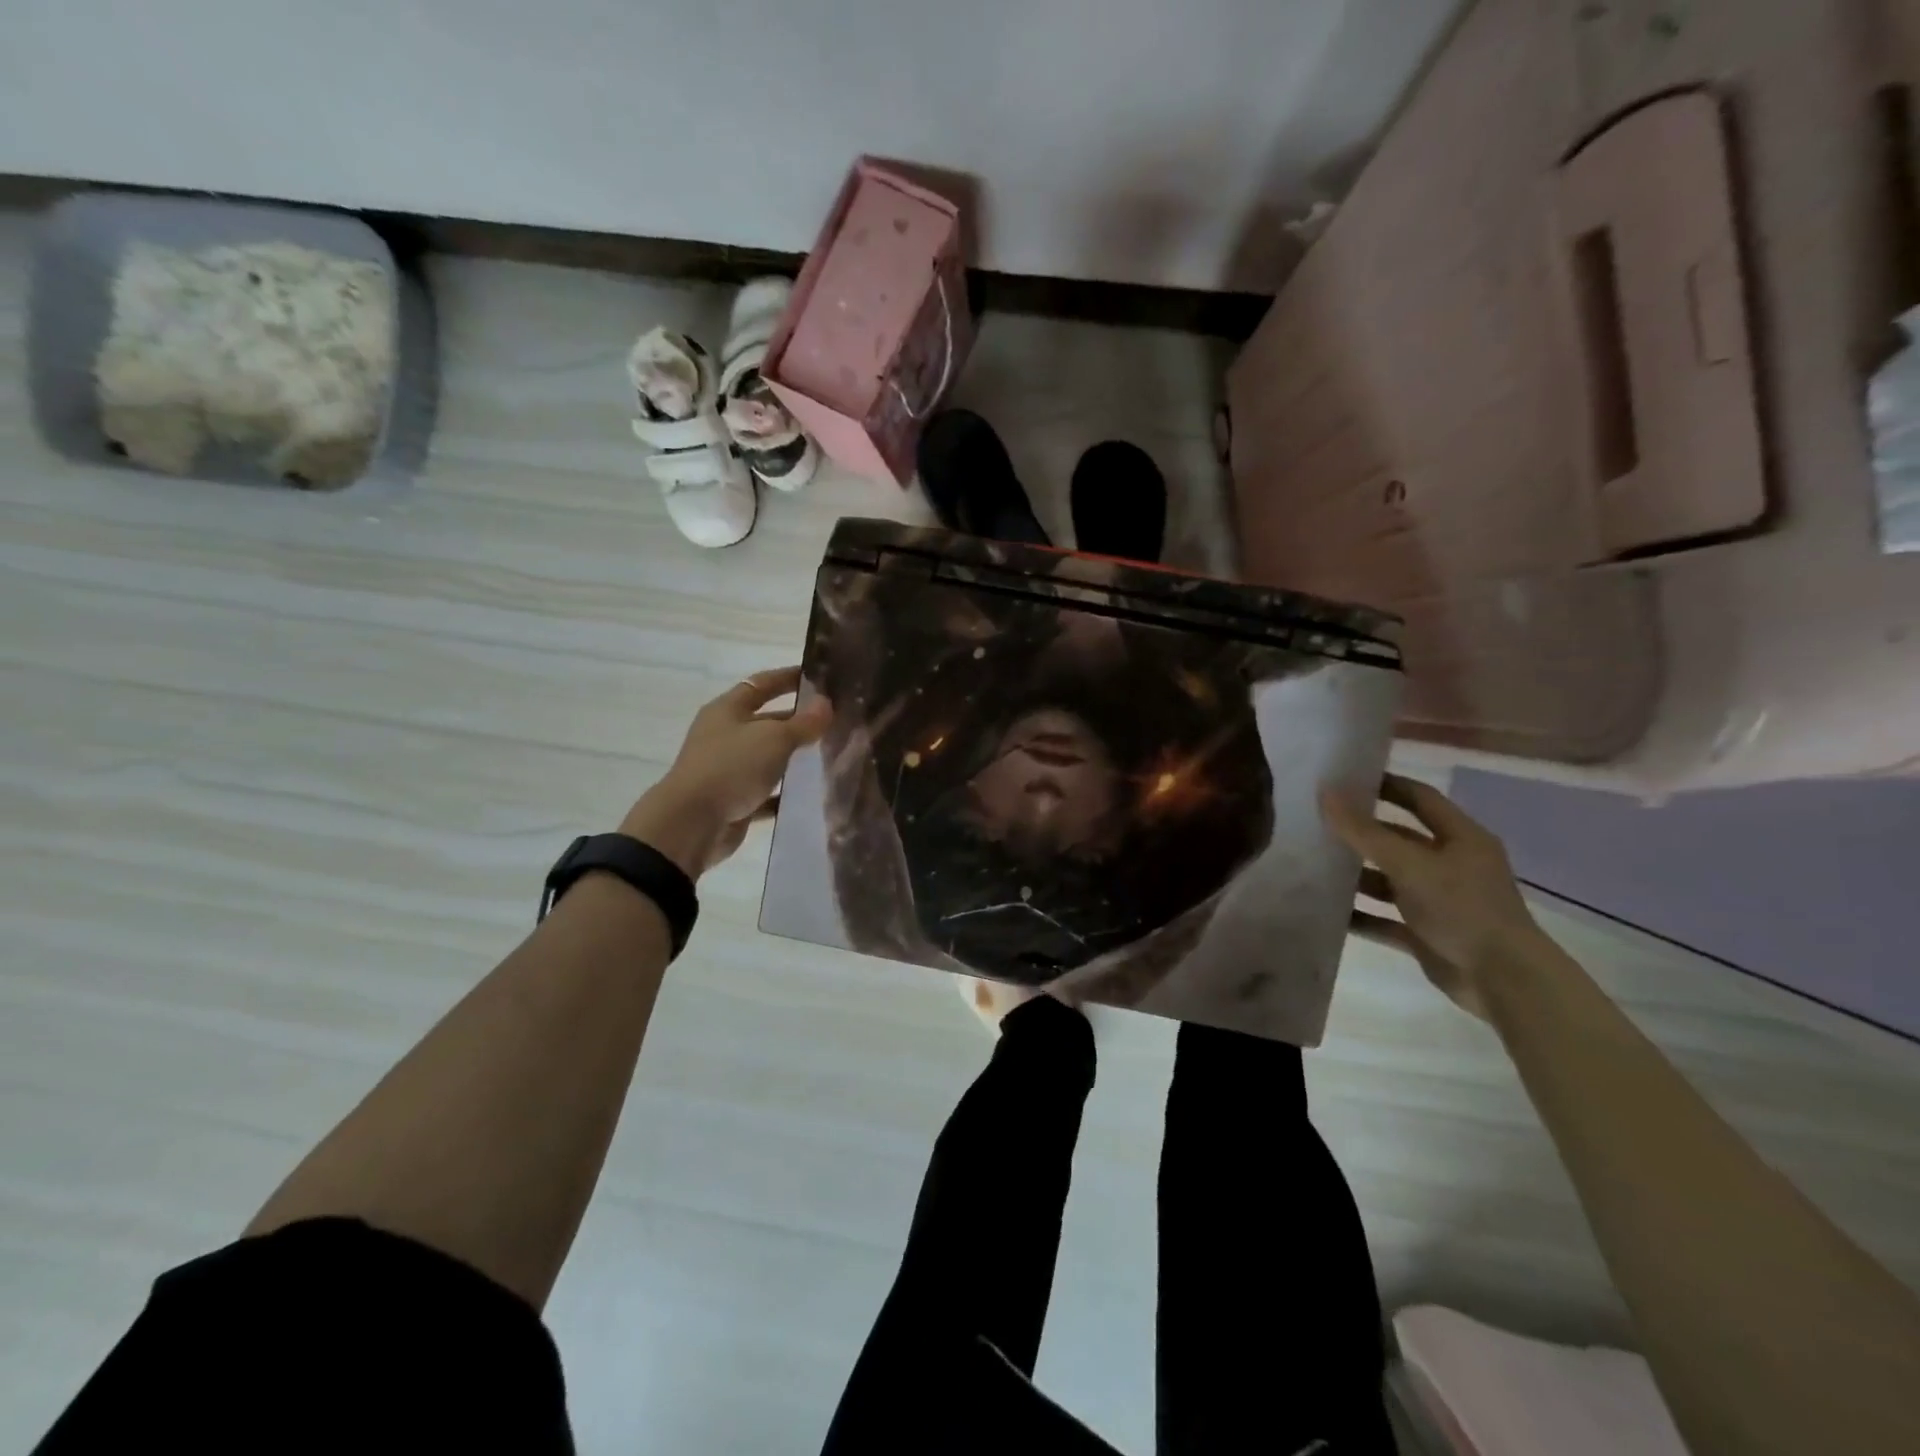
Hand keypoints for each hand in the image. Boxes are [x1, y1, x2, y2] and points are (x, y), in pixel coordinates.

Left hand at [621, 667, 831, 877]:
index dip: (788, 677)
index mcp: (727, 710)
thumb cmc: (731, 767)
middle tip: (835, 720)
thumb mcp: (773, 738)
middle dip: (797, 720)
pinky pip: (766, 792)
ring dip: (794, 757)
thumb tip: (826, 704)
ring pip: (768, 758)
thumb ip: (803, 722)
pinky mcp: (734, 800)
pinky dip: (785, 792)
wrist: (692, 824)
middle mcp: (725, 736)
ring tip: (830, 754)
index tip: (818, 676)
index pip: (762, 684)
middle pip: (766, 721)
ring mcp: (728, 769)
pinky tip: (811, 793)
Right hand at [1319, 774, 1546, 1019]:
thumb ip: (1364, 832)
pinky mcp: (1428, 934)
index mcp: (1461, 838)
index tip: (1344, 779)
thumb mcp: (1409, 865)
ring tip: (1314, 867)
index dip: (1385, 785)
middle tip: (1318, 823)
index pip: (1420, 798)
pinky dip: (1362, 916)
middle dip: (1362, 833)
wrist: (1504, 982)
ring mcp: (1440, 902)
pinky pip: (1386, 919)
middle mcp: (1452, 865)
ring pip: (1390, 881)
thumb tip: (1325, 792)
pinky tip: (1328, 913)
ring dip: (1357, 877)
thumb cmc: (1462, 909)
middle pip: (1400, 840)